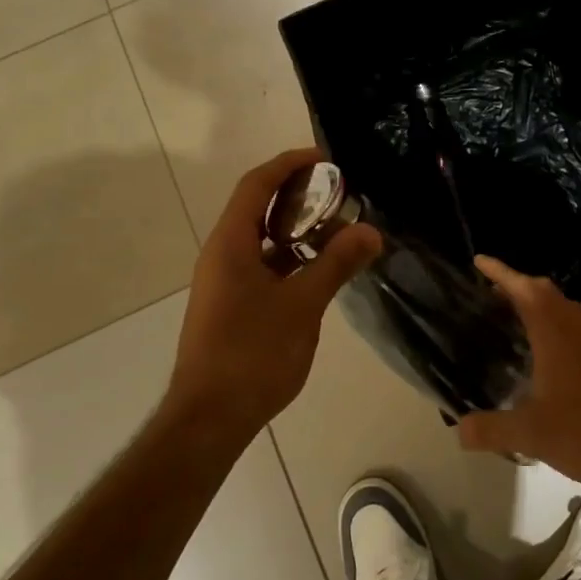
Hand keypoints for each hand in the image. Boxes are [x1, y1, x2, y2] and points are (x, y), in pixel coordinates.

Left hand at [167, 149, 380, 444]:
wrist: (209, 420)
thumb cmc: (252, 354)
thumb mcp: (302, 305)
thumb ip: (336, 263)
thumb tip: (370, 231)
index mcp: (230, 243)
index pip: (257, 184)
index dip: (290, 164)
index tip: (326, 159)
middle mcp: (221, 254)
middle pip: (258, 207)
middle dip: (298, 195)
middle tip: (339, 195)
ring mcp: (223, 281)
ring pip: (261, 238)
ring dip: (296, 229)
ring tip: (337, 230)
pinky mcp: (230, 304)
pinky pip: (262, 264)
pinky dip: (290, 257)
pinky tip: (318, 270)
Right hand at [456, 256, 580, 488]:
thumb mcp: (530, 434)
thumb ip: (491, 429)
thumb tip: (458, 430)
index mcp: (553, 330)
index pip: (522, 288)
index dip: (500, 272)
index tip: (479, 260)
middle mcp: (574, 325)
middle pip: (543, 290)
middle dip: (516, 285)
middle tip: (489, 292)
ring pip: (561, 306)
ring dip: (536, 303)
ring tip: (510, 316)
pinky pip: (572, 324)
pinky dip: (551, 323)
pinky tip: (542, 352)